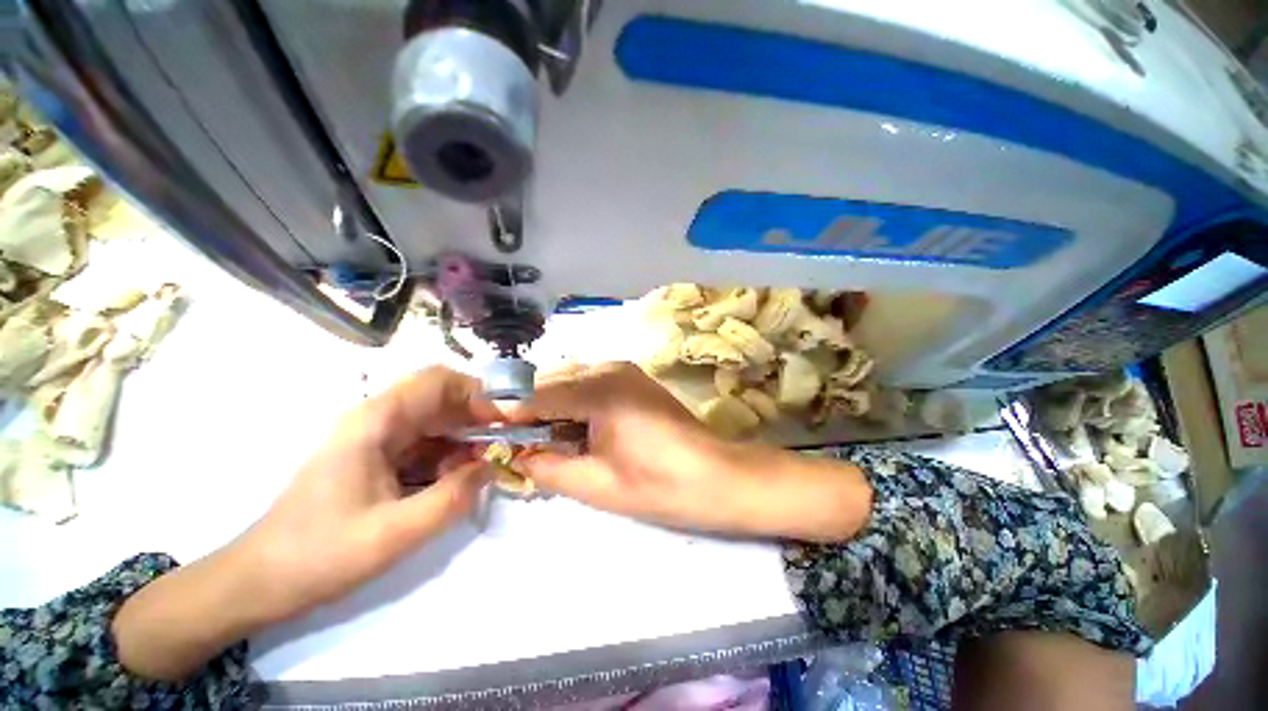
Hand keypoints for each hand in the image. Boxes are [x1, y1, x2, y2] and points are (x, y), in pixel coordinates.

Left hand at [114, 366, 497, 680]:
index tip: (505, 421)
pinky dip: (448, 456)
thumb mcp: (395, 534)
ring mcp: (376, 438)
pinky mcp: (378, 456)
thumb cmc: (321, 555)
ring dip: (465, 440)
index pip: (438, 380)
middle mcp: (377, 419)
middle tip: (502, 446)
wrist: (260, 582)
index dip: (479, 392)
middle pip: (442, 398)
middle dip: (478, 418)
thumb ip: (453, 498)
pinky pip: (426, 443)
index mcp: (375, 422)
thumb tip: (493, 467)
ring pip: (437, 420)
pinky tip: (454, 482)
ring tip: (480, 471)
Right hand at [508, 362, 870, 540]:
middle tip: (517, 446)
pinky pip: (590, 385)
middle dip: (530, 411)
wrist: (719, 477)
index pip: (536, 394)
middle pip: (552, 382)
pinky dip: (574, 404)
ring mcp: (624, 370)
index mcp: (599, 388)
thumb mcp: (595, 484)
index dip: (508, 415)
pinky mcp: (633, 380)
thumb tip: (515, 456)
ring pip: (570, 381)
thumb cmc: (660, 485)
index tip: (487, 437)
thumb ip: (546, 467)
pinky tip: (576, 430)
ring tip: (545, 441)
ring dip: (552, 408)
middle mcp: (609, 368)